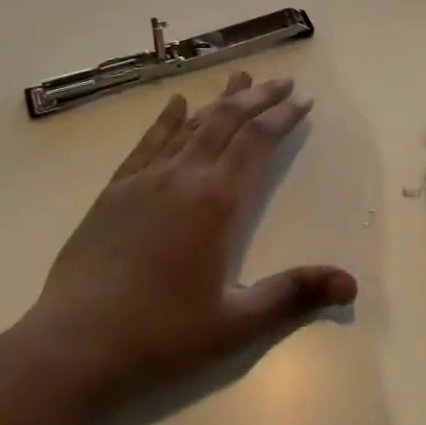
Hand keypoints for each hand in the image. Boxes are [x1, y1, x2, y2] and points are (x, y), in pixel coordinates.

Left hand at [17, 73, 356, 415]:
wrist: (74, 345)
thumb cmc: (161, 337)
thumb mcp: (235, 325)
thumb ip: (293, 296)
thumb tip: (351, 283)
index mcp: (218, 203)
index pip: (258, 142)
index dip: (283, 117)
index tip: (303, 100)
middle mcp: (184, 176)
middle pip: (228, 121)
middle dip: (259, 98)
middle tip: (282, 81)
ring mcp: (146, 179)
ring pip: (191, 124)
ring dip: (219, 100)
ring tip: (240, 79)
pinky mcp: (115, 189)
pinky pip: (149, 141)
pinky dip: (168, 119)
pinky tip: (175, 104)